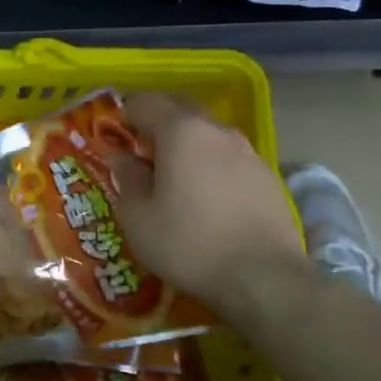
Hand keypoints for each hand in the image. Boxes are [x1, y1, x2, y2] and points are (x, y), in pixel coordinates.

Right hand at [110, 92, 308, 315]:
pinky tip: (203, 196)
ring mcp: (248, 152)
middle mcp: (217, 131)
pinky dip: (208, 164)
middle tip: (138, 151)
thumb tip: (123, 158)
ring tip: (171, 176)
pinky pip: (227, 156)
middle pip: (180, 108)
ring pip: (207, 132)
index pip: (145, 102)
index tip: (113, 138)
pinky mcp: (266, 176)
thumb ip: (127, 178)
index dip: (124, 115)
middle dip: (156, 121)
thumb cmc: (187, 243)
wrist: (263, 278)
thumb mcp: (137, 217)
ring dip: (185, 143)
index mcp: (181, 132)